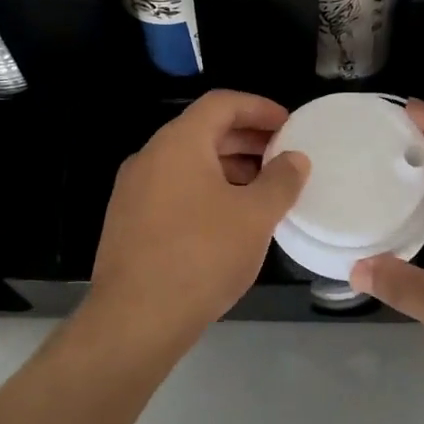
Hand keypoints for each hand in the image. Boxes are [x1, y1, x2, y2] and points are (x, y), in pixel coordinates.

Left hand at [84, 89, 309, 349]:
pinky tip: (229, 219)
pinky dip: (206, 190)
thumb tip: (295, 159)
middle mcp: (150, 157)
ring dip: (228, 167)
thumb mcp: (255, 217)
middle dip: (247, 139)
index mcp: (178, 143)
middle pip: (204, 131)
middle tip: (282, 156)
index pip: (222, 103)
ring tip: (263, 190)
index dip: (260, 108)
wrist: (134, 320)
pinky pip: (174, 189)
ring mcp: (133, 190)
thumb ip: (280, 181)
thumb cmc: (201, 257)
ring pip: (188, 163)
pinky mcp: (128, 221)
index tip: (289, 125)